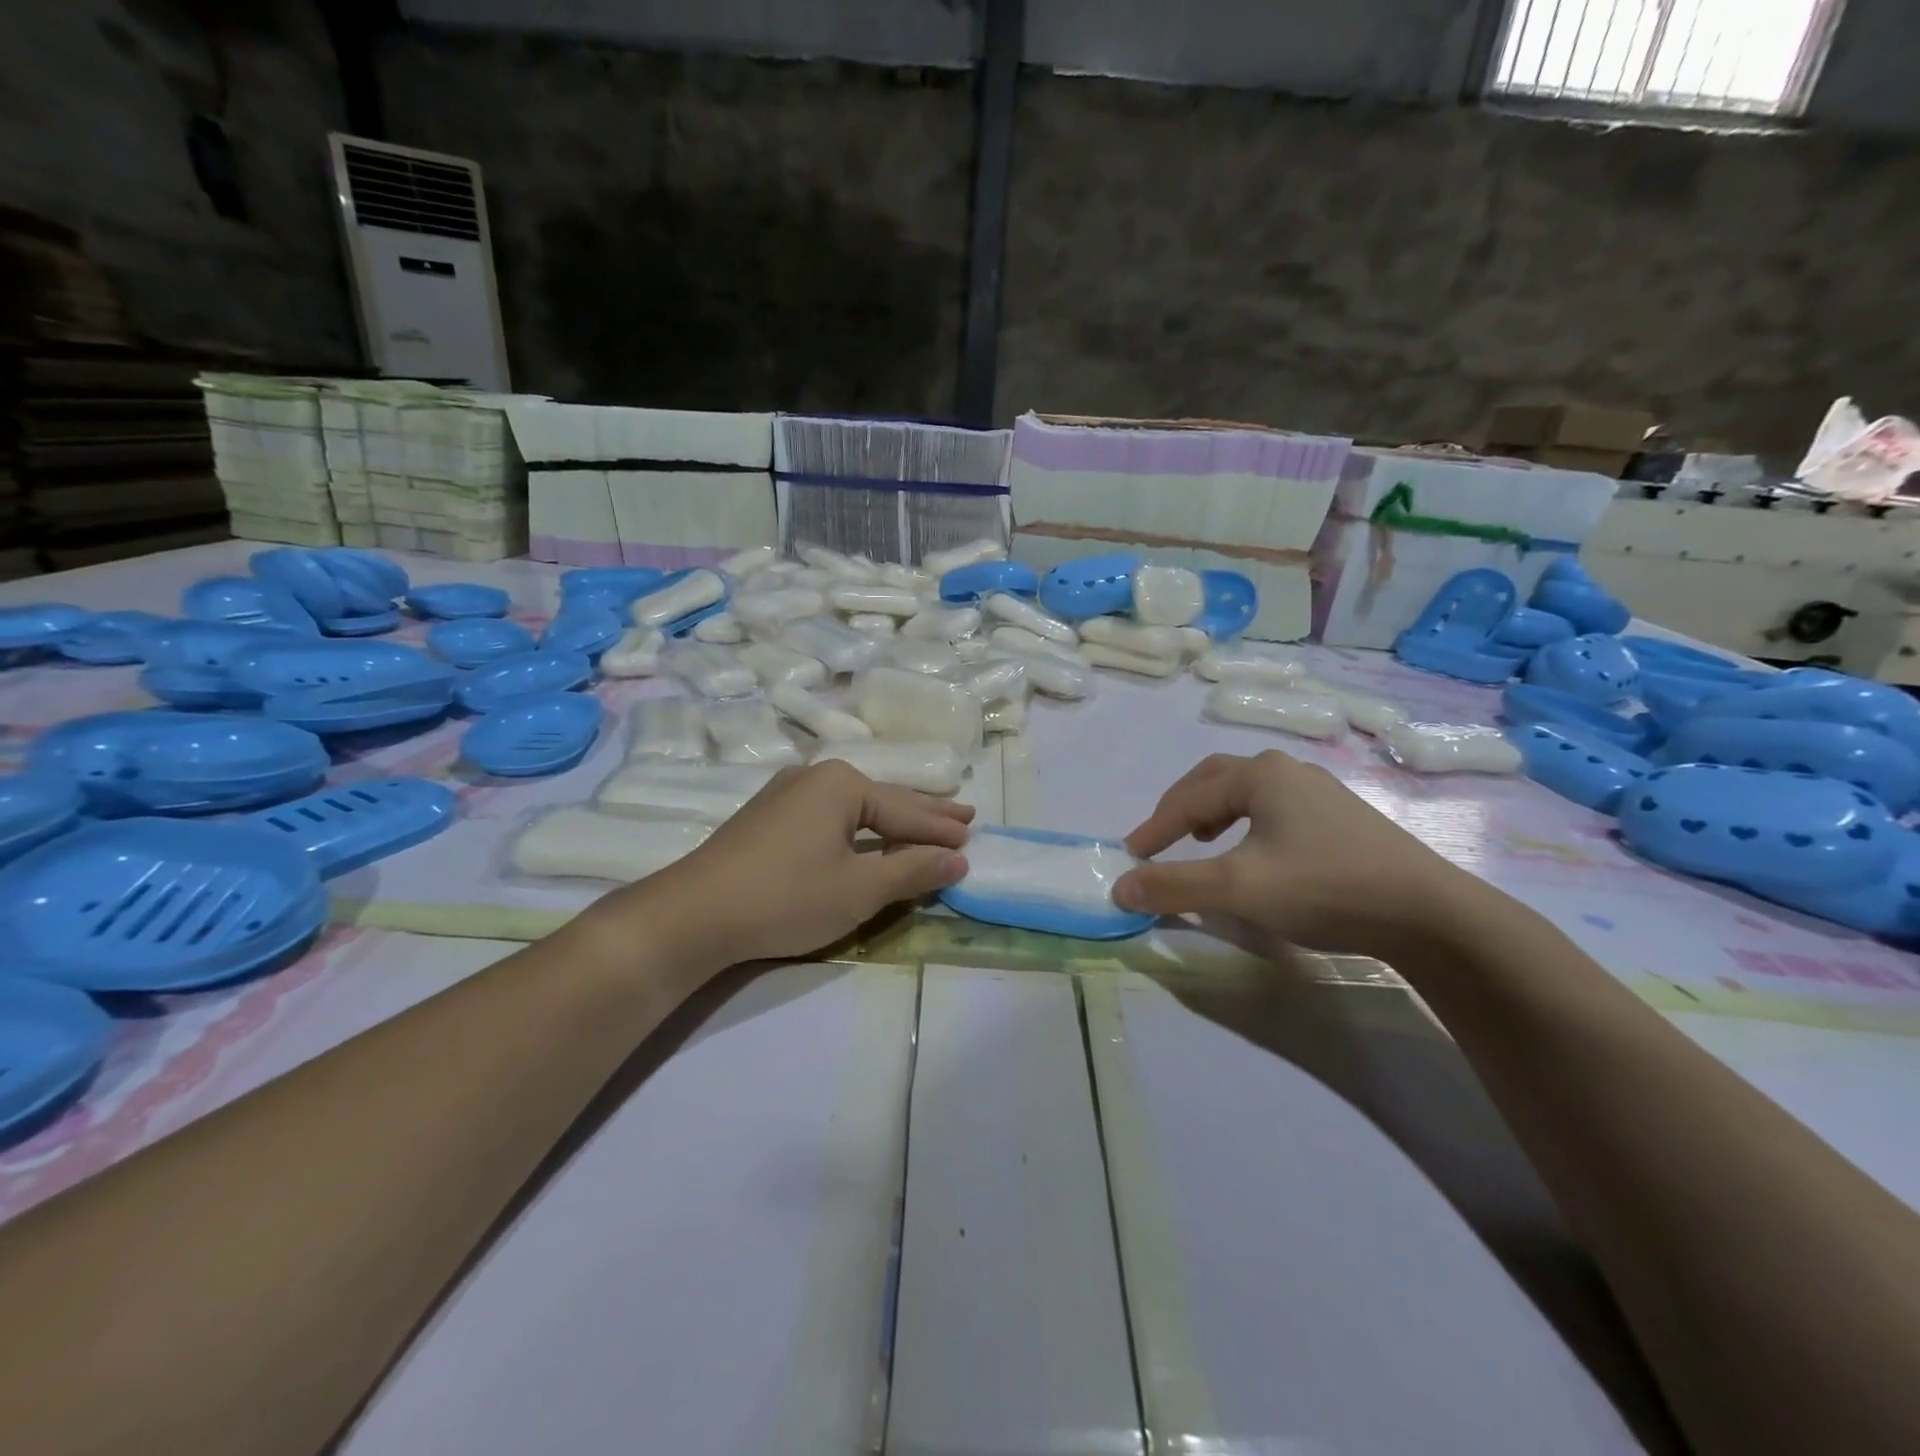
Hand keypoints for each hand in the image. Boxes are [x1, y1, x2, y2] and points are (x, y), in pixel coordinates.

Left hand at [599, 761, 971, 971]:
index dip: (941, 829)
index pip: (906, 810)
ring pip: (855, 806)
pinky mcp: (767, 816)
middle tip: (964, 815)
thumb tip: (957, 859)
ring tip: (924, 823)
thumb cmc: (786, 897)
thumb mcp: (859, 890)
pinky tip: (866, 834)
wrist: (693, 914)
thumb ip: (912, 871)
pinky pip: (829, 815)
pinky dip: (858, 827)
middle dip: (923, 813)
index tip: (974, 838)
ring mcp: (786, 794)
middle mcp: (815, 777)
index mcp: (842, 784)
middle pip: (883, 798)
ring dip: (890, 820)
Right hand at [1114, 750, 1488, 957]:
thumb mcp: (1237, 888)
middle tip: (1160, 840)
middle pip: (1216, 780)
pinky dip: (1246, 824)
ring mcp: (1320, 792)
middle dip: (1181, 808)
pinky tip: (1256, 853)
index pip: (1188, 798)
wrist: (1429, 913)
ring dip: (1214, 812)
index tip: (1131, 859)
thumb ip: (1173, 885)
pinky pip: (1275, 809)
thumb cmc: (1323, 887)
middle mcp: (1288, 771)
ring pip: (1248, 793)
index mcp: (1260, 774)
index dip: (1154, 829)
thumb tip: (1119, 887)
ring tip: (1203, 841)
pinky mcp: (1342, 818)